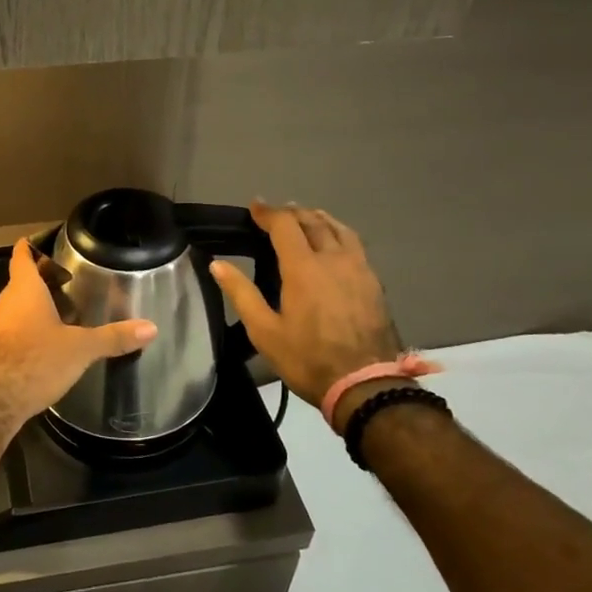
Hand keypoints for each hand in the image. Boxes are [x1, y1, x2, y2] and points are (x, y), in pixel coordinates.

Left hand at [0, 238, 157, 424]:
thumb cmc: (37, 361)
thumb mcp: (81, 349)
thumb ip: (113, 337)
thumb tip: (151, 328)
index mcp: (24, 291)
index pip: (22, 257)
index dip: (29, 246)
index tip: (37, 242)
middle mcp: (2, 303)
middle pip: (18, 284)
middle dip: (38, 284)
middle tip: (62, 286)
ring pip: (10, 310)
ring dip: (27, 311)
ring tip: (53, 318)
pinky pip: (4, 334)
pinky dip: (18, 335)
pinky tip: (35, 349)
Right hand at [210, 201, 400, 420]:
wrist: (365, 385)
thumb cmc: (308, 358)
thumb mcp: (265, 331)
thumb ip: (241, 293)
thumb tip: (217, 264)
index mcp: (303, 267)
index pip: (284, 225)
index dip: (267, 212)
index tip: (254, 206)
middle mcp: (333, 258)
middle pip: (313, 222)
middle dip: (292, 213)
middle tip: (277, 213)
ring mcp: (358, 268)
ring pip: (339, 229)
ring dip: (319, 218)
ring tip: (307, 218)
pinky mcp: (374, 282)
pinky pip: (355, 245)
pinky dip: (339, 233)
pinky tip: (335, 244)